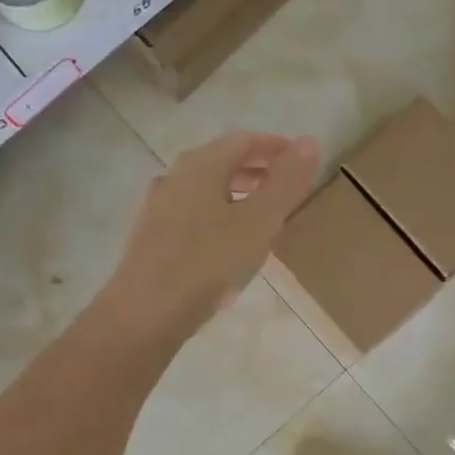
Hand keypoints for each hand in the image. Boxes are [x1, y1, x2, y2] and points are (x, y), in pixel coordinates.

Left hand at [96, 130, 320, 345]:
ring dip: (236, 195)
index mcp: (201, 166)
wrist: (144, 313)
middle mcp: (175, 178)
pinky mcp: (150, 239)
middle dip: (255, 170)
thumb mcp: (258, 223)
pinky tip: (226, 247)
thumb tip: (309, 141)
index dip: (275, 147)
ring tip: (261, 219)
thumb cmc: (207, 264)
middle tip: (284, 189)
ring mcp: (157, 208)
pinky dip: (216, 216)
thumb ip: (285, 183)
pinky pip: (191, 215)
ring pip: (204, 190)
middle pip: (220, 162)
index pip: (243, 140)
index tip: (300, 162)